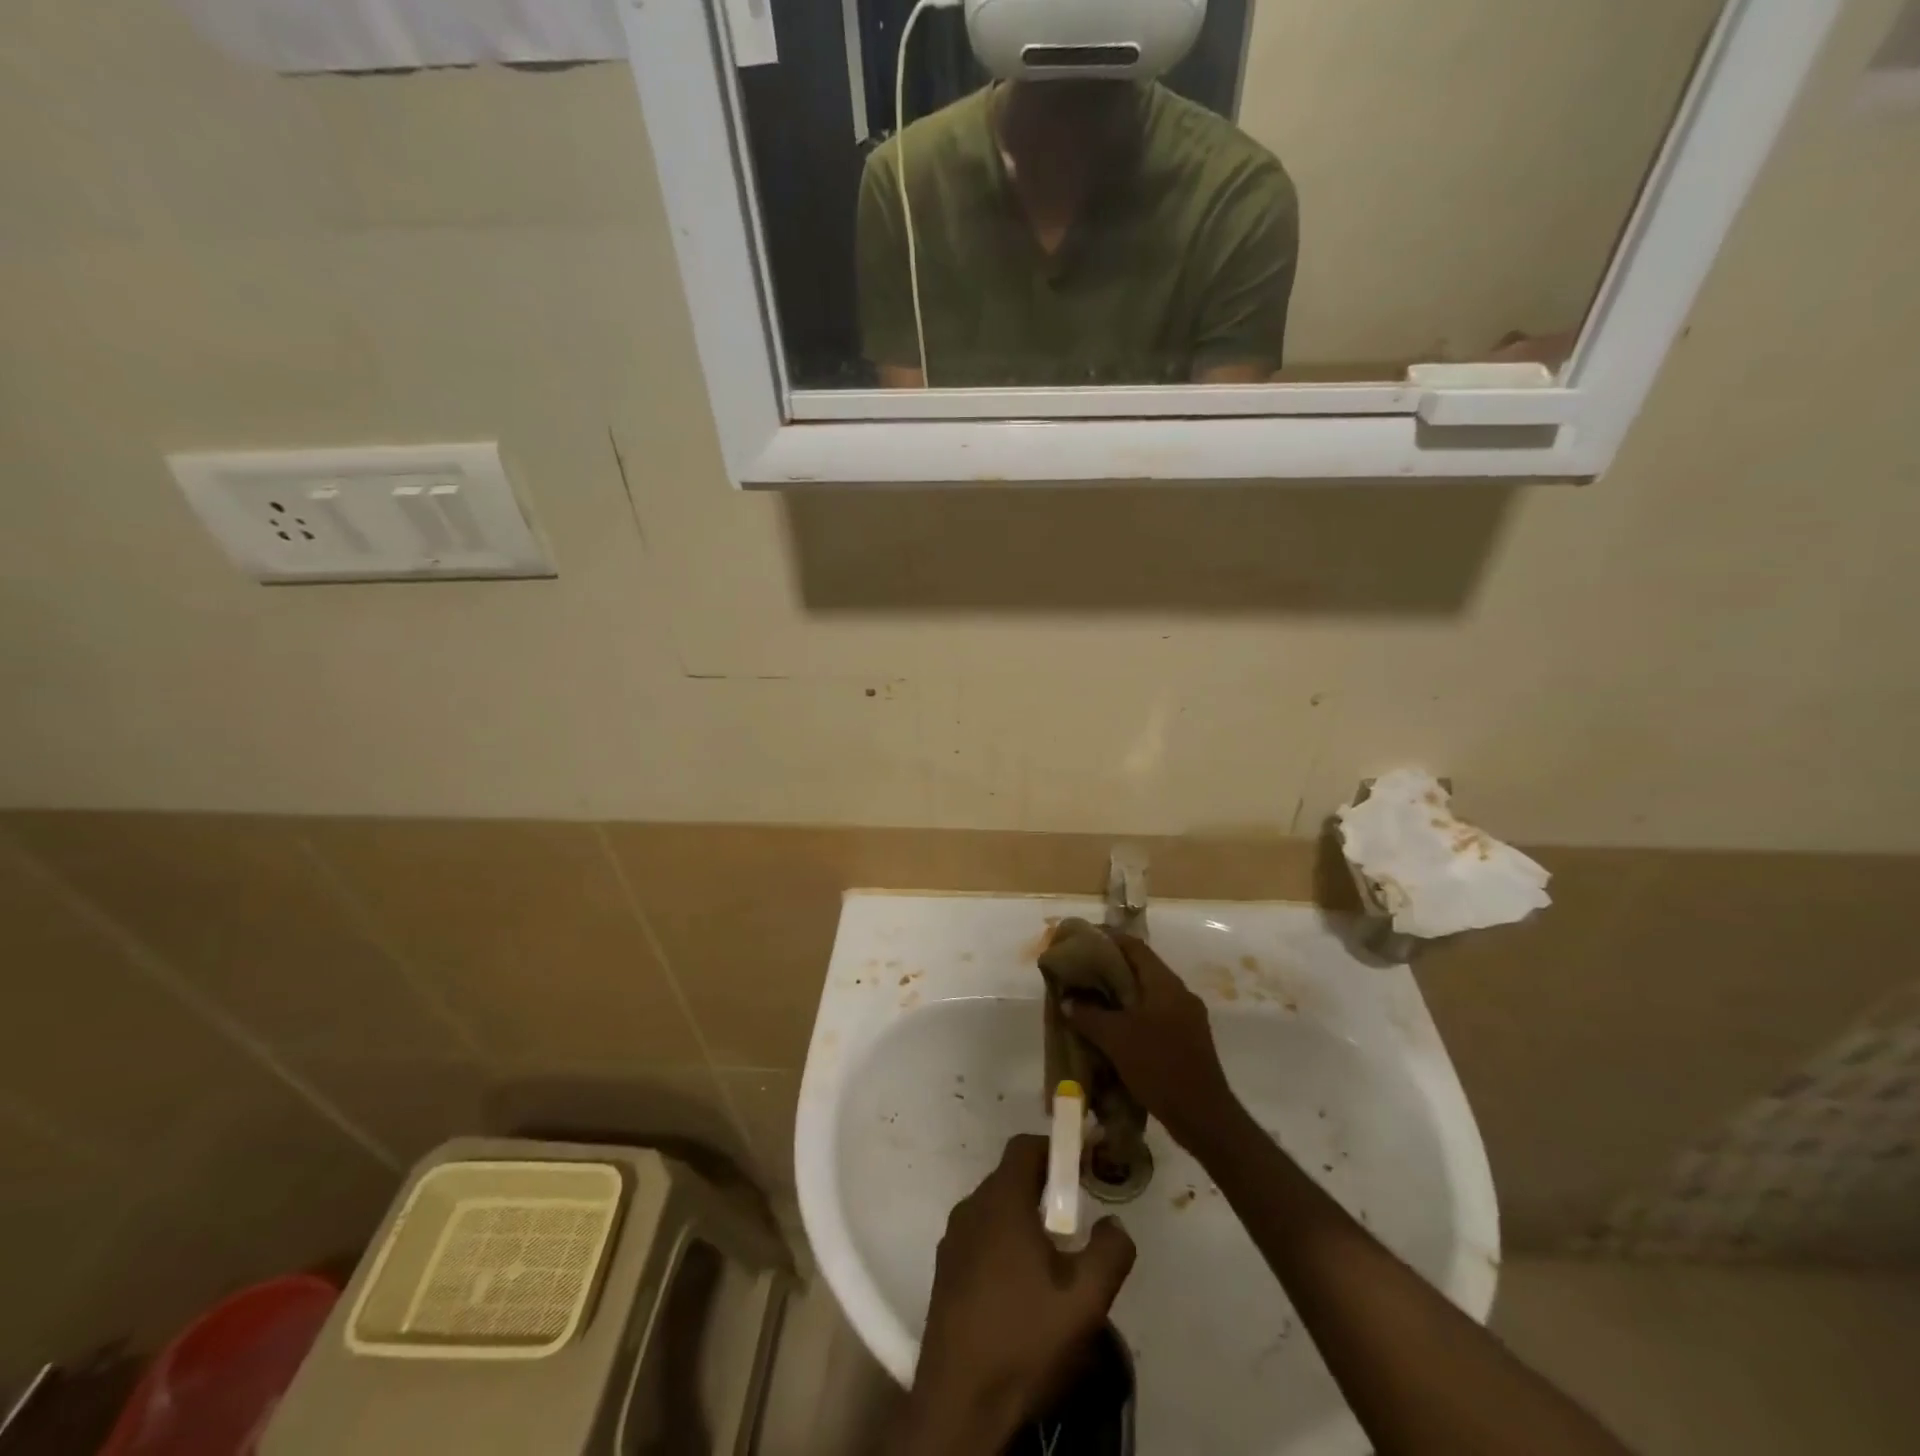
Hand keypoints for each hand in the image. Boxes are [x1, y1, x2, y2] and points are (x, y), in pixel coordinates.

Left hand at [903, 1135, 1135, 1454]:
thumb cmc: (1023, 1339)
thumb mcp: (1085, 1300)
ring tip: (1055, 1260)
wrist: (958, 1402)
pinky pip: (981, 1235)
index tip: (1084, 1171)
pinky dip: (1005, 1242)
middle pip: (1011, 1176)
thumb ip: (1110, 1252)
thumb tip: (1114, 1222)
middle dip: (1046, 1188)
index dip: (1057, 1150)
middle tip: (1077, 1222)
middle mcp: (971, 1208)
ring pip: (996, 1208)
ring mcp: (953, 1239)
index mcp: (1001, 1201)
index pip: (1026, 1146)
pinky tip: (1024, 1288)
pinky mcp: (946, 1269)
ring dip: (1026, 1218)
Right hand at [1064, 933, 1238, 1149]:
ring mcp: (1187, 1017)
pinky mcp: (1188, 1039)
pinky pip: (1156, 1015)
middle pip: (1142, 968)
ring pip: (1148, 994)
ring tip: (1092, 999)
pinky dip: (1134, 1014)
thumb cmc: (1158, 1066)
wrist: (1203, 1116)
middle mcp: (1179, 993)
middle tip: (1082, 972)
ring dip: (1122, 994)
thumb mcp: (1115, 1038)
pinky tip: (1114, 1029)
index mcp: (1165, 984)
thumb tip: (1068, 1000)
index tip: (1083, 940)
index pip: (1134, 946)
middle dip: (1111, 968)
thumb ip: (1089, 1015)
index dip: (1108, 939)